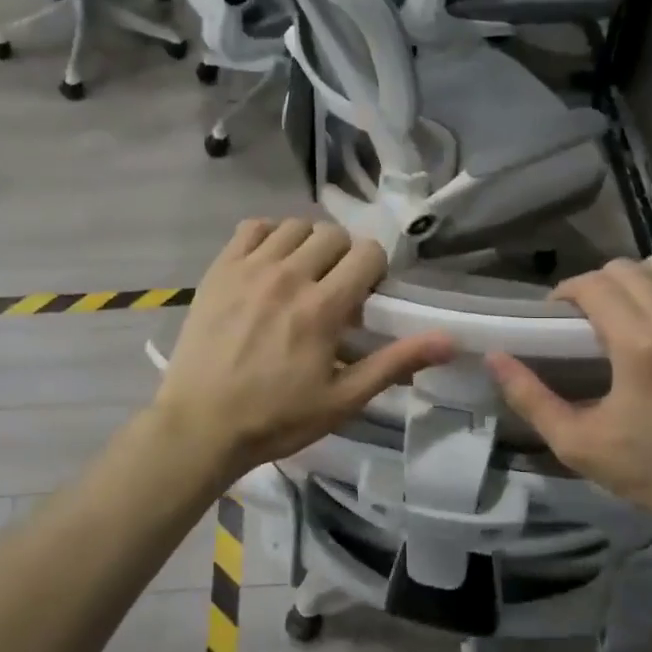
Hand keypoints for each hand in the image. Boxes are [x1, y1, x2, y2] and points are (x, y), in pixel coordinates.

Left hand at [155, 219, 454, 479]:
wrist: (200, 426)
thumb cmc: (277, 418)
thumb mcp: (344, 399)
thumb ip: (396, 362)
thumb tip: (451, 341)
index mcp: (323, 307)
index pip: (367, 252)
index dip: (375, 269)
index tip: (366, 296)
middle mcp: (289, 276)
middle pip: (333, 234)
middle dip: (344, 256)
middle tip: (335, 289)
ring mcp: (250, 269)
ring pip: (295, 226)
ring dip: (308, 244)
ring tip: (302, 275)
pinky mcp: (219, 270)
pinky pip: (252, 228)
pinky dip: (268, 237)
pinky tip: (268, 264)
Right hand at [487, 257, 651, 523]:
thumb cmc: (644, 469)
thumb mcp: (575, 442)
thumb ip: (529, 397)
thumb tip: (493, 356)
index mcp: (639, 347)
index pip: (594, 285)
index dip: (567, 292)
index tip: (557, 315)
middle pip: (625, 269)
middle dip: (596, 284)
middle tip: (586, 315)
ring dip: (636, 278)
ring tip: (626, 307)